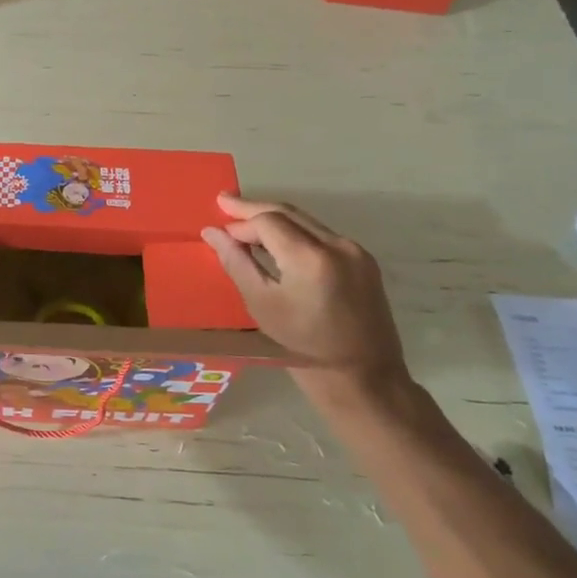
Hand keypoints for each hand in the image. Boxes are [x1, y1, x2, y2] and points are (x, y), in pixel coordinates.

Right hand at [202, 193, 409, 396]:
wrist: (363, 375)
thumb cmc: (304, 345)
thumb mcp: (262, 305)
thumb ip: (236, 263)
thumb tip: (212, 232)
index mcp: (310, 258)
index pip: (267, 221)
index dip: (240, 221)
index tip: (218, 228)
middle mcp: (337, 244)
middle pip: (288, 212)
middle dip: (254, 209)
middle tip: (224, 202)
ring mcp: (355, 250)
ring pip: (306, 221)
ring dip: (275, 219)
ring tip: (245, 221)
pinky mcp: (364, 260)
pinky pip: (322, 234)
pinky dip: (296, 232)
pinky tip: (278, 241)